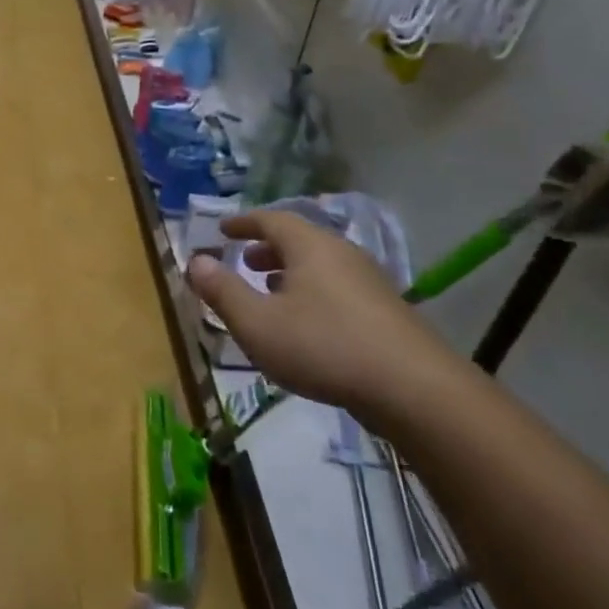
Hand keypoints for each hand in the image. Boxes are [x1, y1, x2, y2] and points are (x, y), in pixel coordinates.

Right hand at [185, 210, 459, 416]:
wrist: (414, 389)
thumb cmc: (323, 346)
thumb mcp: (257, 322)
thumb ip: (223, 291)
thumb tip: (195, 260)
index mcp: (310, 246)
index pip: (271, 219)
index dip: (243, 223)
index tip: (223, 229)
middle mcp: (341, 254)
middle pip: (299, 240)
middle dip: (267, 249)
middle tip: (244, 262)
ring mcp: (369, 282)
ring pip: (320, 266)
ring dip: (290, 273)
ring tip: (270, 293)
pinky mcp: (386, 312)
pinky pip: (337, 288)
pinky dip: (312, 293)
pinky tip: (307, 325)